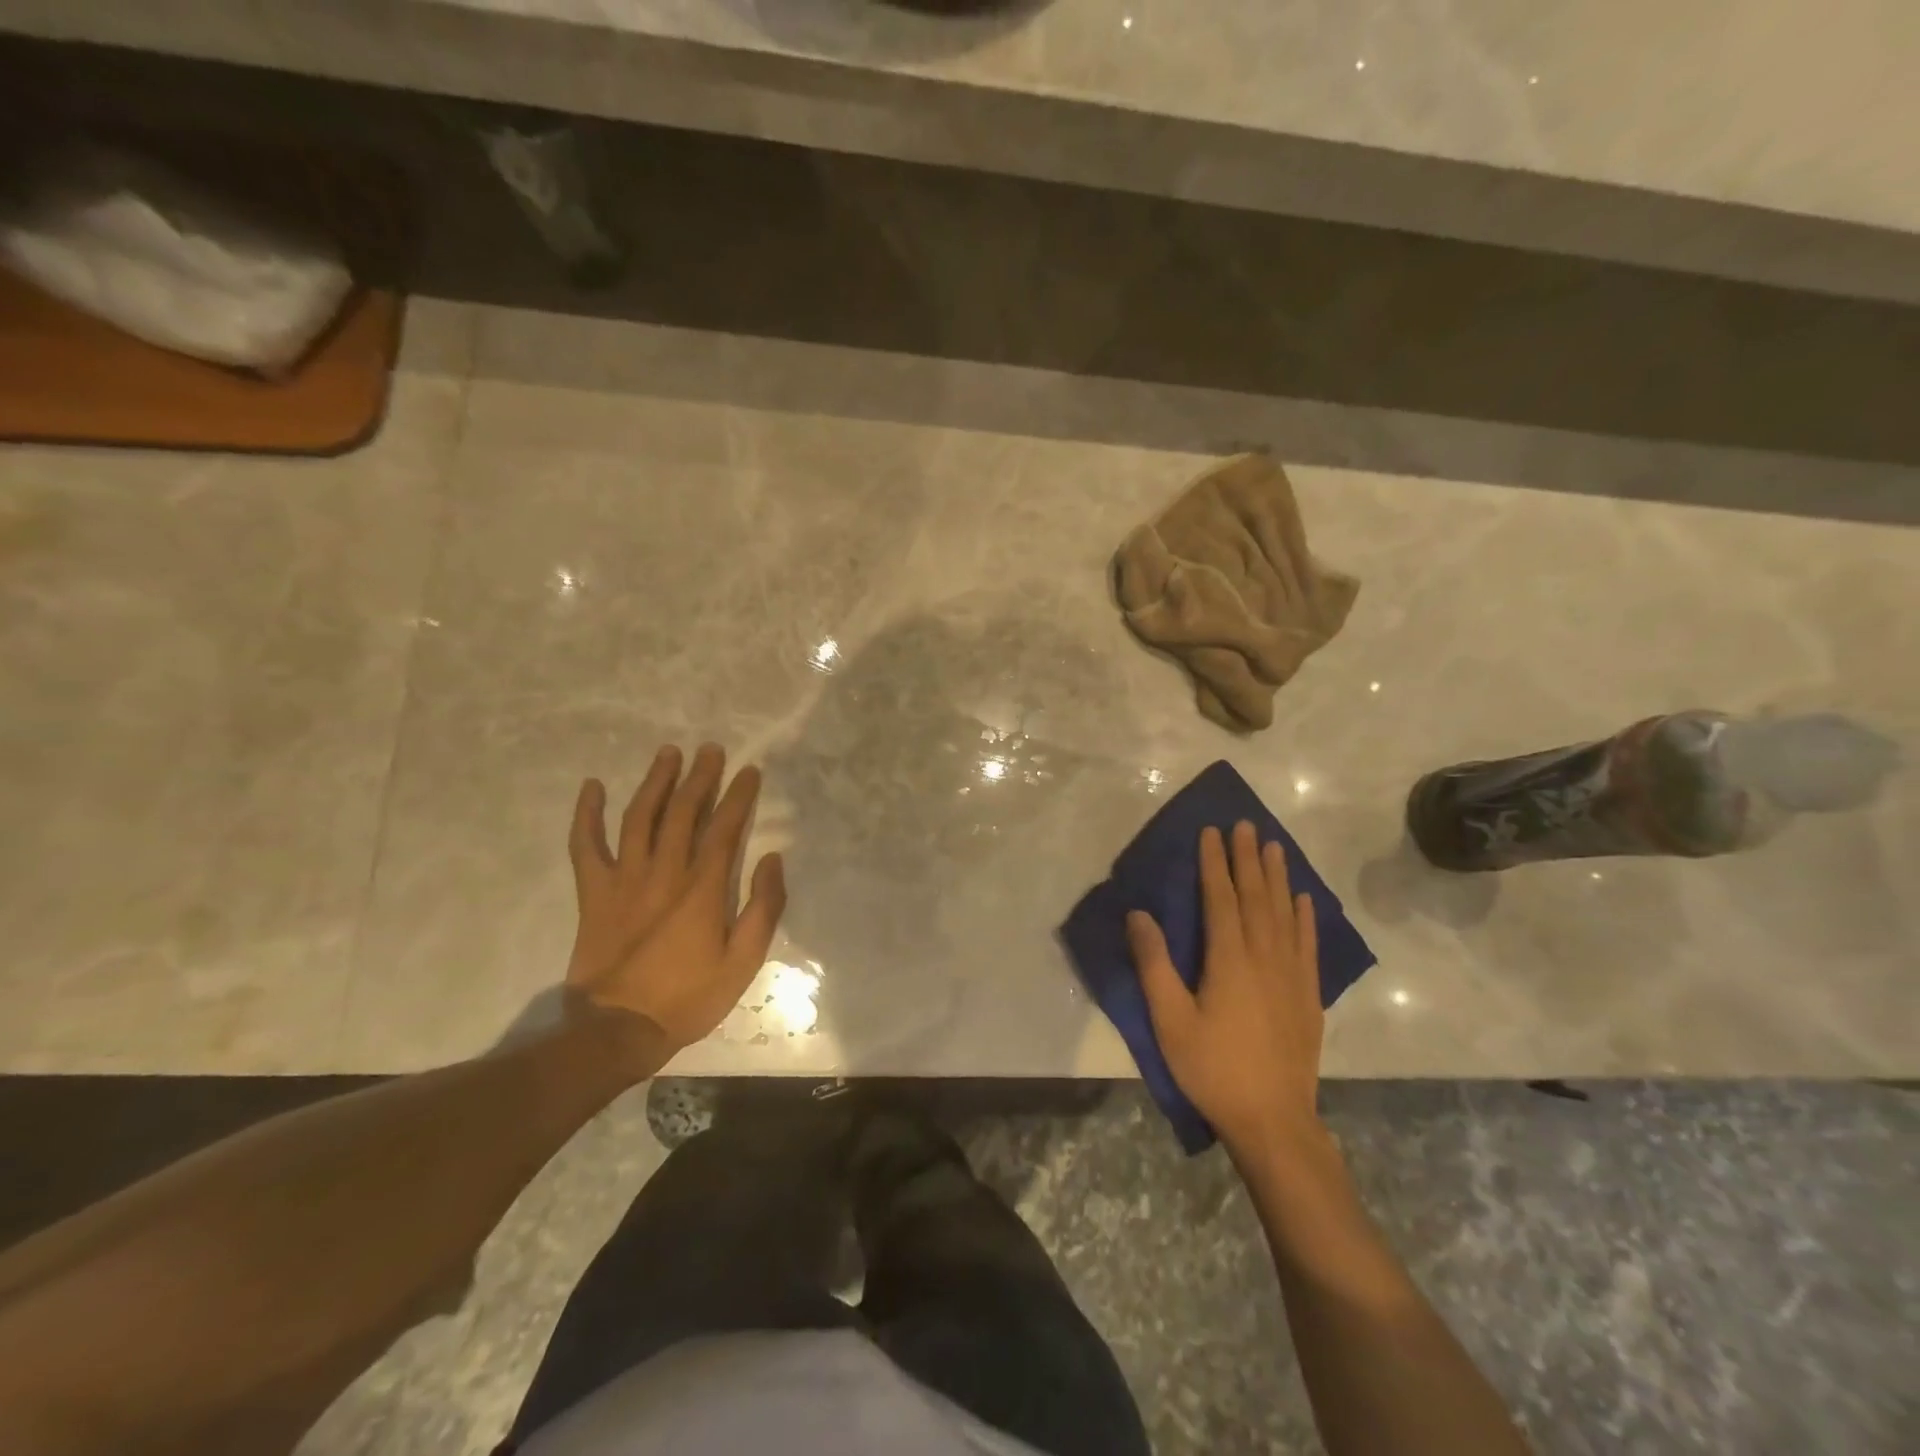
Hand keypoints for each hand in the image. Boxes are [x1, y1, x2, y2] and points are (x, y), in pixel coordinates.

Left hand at [565, 743, 786, 1052]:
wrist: (617, 1030)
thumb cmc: (688, 997)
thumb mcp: (744, 962)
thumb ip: (763, 907)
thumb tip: (772, 859)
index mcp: (702, 888)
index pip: (724, 828)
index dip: (739, 796)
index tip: (750, 771)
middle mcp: (664, 872)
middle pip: (682, 812)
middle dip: (700, 777)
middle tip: (711, 750)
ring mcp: (624, 879)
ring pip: (639, 817)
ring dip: (655, 782)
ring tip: (669, 753)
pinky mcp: (594, 893)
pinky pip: (585, 845)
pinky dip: (586, 814)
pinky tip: (593, 787)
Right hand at [1127, 821, 1321, 1153]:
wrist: (1273, 1120)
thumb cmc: (1213, 1068)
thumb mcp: (1170, 1020)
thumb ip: (1154, 964)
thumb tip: (1139, 914)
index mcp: (1229, 959)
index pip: (1221, 898)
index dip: (1215, 863)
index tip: (1213, 831)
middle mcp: (1264, 957)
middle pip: (1257, 897)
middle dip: (1248, 858)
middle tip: (1246, 825)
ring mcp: (1292, 975)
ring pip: (1285, 913)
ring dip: (1279, 877)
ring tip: (1275, 847)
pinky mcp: (1308, 996)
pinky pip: (1308, 944)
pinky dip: (1306, 917)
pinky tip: (1304, 899)